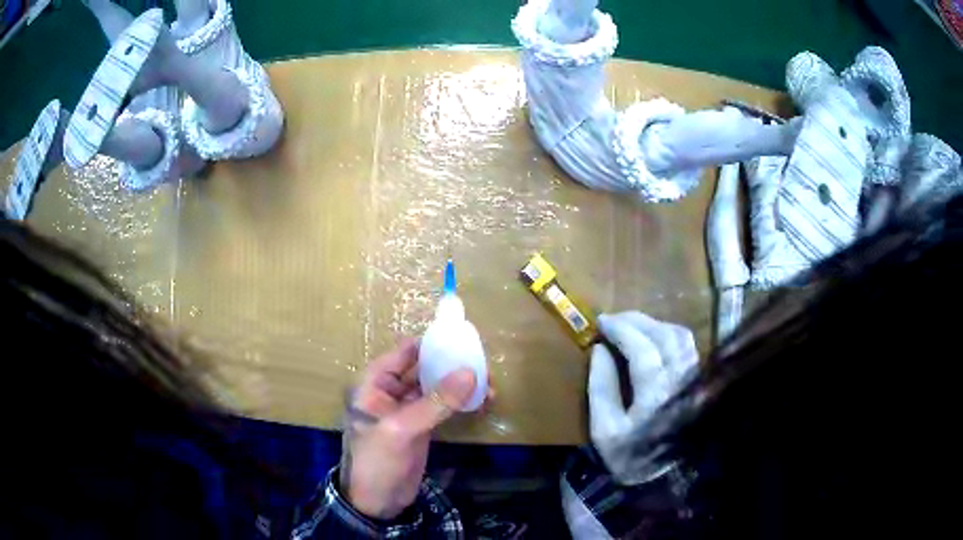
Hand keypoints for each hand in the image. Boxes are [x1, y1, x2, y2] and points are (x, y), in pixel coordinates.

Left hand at [340, 338, 477, 519]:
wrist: (375, 502)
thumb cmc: (377, 461)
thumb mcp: (402, 430)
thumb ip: (435, 402)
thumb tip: (471, 373)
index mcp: (374, 383)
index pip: (405, 352)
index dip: (433, 344)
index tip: (465, 340)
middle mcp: (389, 390)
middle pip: (423, 367)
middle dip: (452, 364)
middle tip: (484, 365)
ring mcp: (406, 409)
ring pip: (436, 387)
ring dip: (460, 384)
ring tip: (490, 384)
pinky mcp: (420, 426)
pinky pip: (442, 407)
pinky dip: (460, 403)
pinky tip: (482, 402)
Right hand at [589, 312, 696, 484]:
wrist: (662, 477)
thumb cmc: (628, 455)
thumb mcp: (604, 429)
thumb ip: (601, 387)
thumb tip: (599, 349)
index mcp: (656, 395)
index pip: (642, 348)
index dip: (622, 329)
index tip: (601, 321)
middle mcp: (681, 381)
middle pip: (664, 335)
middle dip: (636, 320)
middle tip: (613, 319)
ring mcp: (693, 379)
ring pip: (680, 336)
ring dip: (654, 324)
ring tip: (631, 326)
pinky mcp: (698, 380)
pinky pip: (687, 345)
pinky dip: (667, 333)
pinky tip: (653, 337)